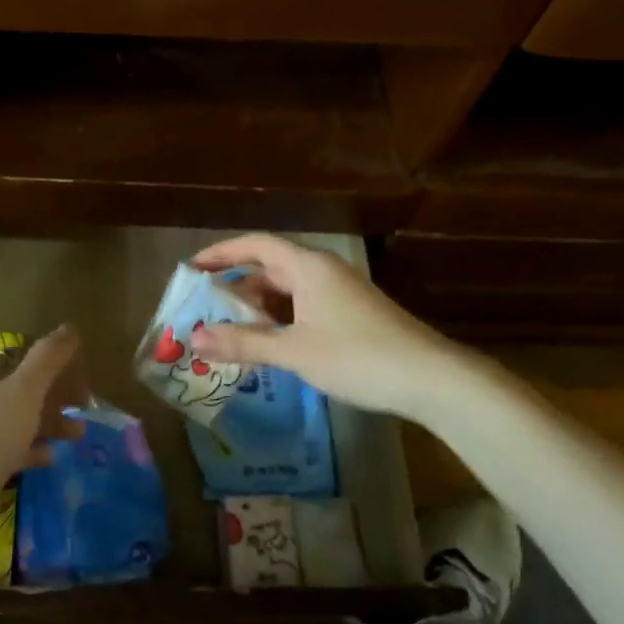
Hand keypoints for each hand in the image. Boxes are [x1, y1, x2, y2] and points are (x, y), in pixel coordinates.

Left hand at [0, 325, 84, 566]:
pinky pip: (12, 450)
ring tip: (78, 435)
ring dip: (49, 422)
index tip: (81, 374)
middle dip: (55, 394)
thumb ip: (47, 358)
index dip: (53, 360)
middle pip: (23, 388)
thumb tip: (70, 327)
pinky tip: (51, 459)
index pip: (23, 355)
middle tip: (85, 407)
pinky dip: (33, 450)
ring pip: (20, 419)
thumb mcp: (24, 391)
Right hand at [188, 234, 459, 421]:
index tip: (191, 269)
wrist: (432, 379)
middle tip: (204, 312)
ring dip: (257, 308)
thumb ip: (244, 342)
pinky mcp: (350, 314)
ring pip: (287, 291)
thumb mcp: (295, 351)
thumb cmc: (358, 357)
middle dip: (235, 288)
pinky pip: (303, 307)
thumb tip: (194, 337)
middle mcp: (323, 272)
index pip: (256, 244)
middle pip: (270, 268)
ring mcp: (339, 293)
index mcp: (308, 267)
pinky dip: (279, 320)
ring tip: (228, 332)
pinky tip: (268, 344)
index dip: (221, 253)